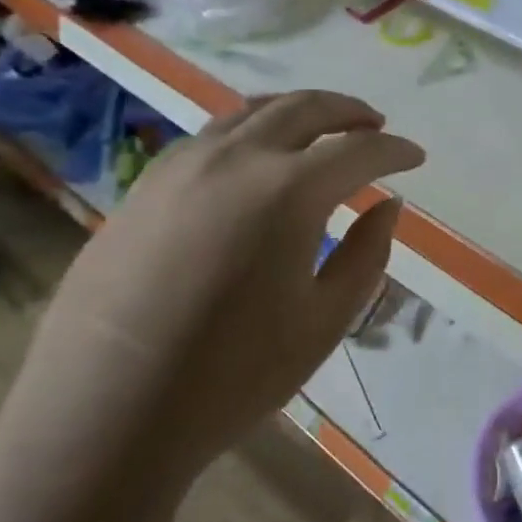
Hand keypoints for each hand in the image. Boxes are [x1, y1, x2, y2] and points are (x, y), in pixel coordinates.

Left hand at [0, 91, 423, 493]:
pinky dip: (251, 132)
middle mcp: (235, 160)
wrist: (104, 412)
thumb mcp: (323, 322)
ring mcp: (180, 167)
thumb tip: (388, 205)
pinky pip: (211, 138)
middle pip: (303, 109)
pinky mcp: (144, 187)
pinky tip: (257, 160)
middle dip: (349, 112)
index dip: (395, 151)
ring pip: (250, 113)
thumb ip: (366, 254)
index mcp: (288, 192)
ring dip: (298, 113)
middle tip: (376, 126)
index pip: (358, 151)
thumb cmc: (231, 376)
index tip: (417, 157)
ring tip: (323, 129)